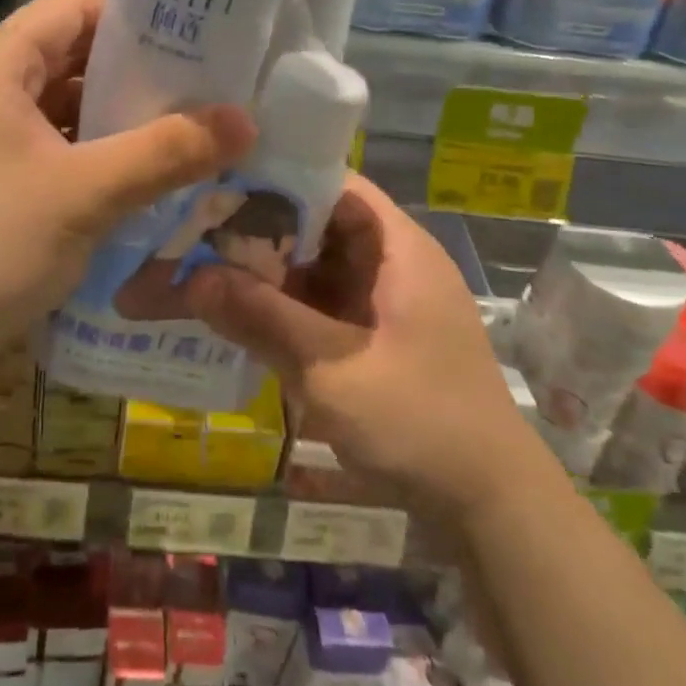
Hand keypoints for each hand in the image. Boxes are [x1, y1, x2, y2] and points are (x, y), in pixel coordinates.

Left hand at [0, 0, 254, 411]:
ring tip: (185, 120)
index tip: (197, 18)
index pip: (71, 6)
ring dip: (114, 113)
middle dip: (135, 63)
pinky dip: (90, 153)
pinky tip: (136, 174)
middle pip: (68, 54)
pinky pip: (47, 149)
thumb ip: (166, 153)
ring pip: (59, 107)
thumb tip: (244, 120)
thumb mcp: (84, 194)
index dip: (133, 4)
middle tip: (206, 73)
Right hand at [188, 175, 518, 519]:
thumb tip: (192, 278)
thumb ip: (263, 318)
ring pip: (318, 265)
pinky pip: (324, 302)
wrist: (494, 508)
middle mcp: (393, 262)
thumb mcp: (332, 370)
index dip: (279, 178)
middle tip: (196, 229)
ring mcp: (386, 300)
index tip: (221, 184)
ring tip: (204, 265)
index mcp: (398, 248)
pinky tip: (240, 311)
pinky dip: (287, 304)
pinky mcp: (377, 336)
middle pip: (320, 223)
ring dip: (269, 269)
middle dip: (262, 227)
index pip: (334, 183)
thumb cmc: (420, 423)